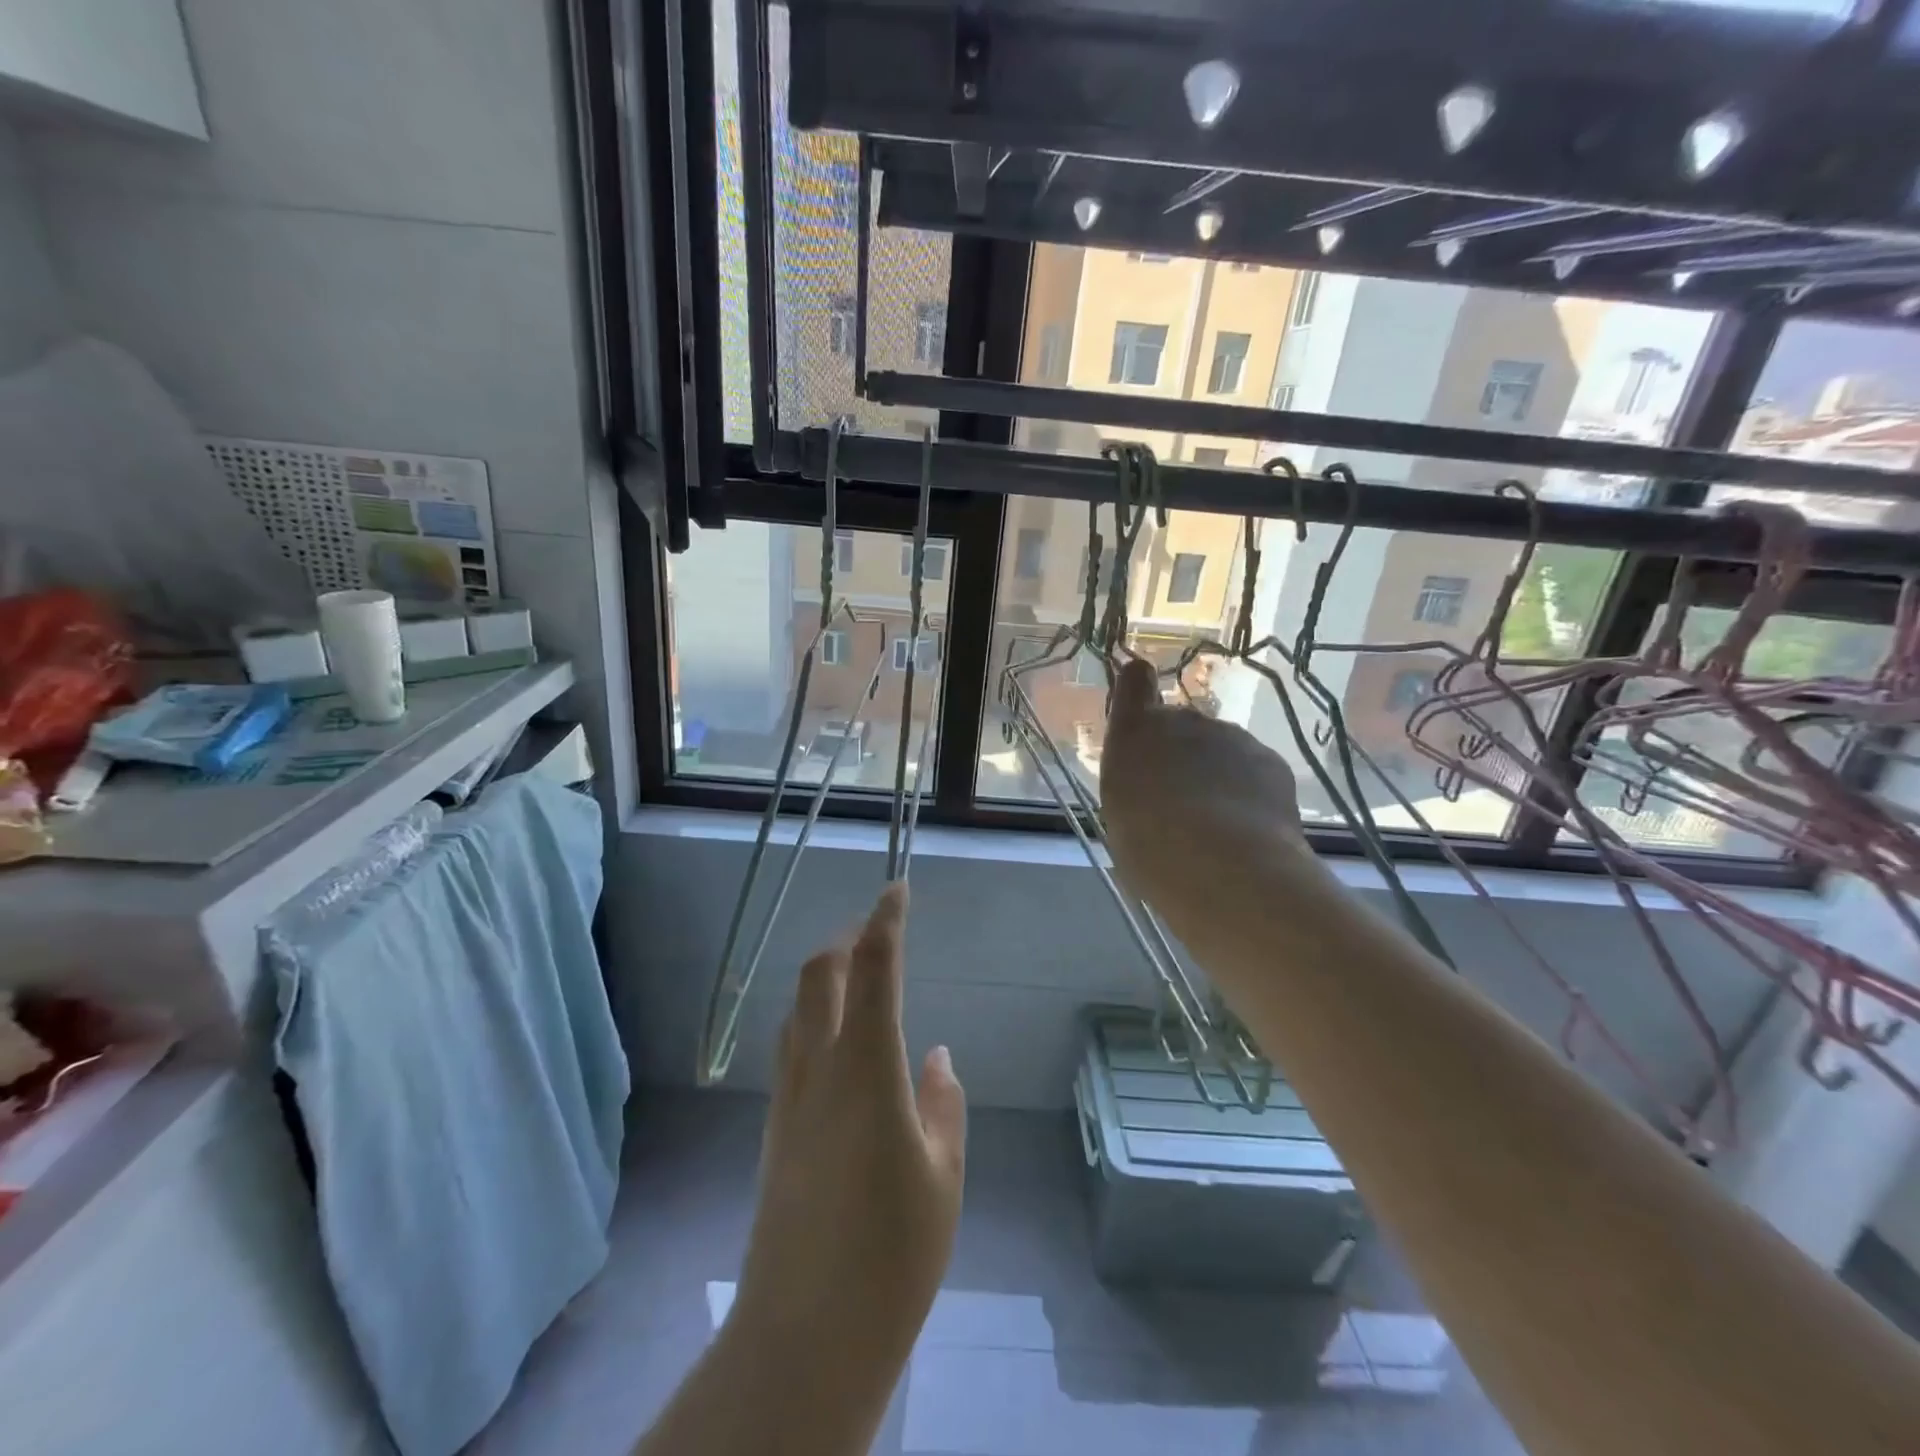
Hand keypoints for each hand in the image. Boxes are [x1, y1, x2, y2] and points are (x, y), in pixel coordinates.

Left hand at [731, 883, 965, 1408]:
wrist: (803, 1335)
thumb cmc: (892, 1253)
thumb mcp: (942, 1176)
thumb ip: (942, 1105)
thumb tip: (935, 1056)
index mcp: (866, 1069)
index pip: (874, 970)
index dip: (885, 921)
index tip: (897, 889)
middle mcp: (819, 1069)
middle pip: (819, 976)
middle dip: (846, 941)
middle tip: (876, 935)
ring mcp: (789, 1098)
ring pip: (798, 1009)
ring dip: (826, 980)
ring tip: (859, 984)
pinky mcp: (775, 1129)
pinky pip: (791, 1048)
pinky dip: (815, 1021)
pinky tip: (840, 1049)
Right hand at [1101, 658, 1305, 908]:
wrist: (1223, 866)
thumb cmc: (1149, 845)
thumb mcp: (1120, 812)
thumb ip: (1133, 781)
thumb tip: (1150, 785)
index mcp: (1136, 732)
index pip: (1134, 681)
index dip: (1137, 687)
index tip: (1138, 704)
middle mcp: (1184, 720)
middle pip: (1179, 726)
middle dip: (1179, 754)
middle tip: (1177, 803)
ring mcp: (1232, 736)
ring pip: (1219, 750)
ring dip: (1215, 775)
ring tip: (1214, 827)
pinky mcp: (1270, 759)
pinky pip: (1252, 770)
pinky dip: (1247, 792)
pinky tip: (1245, 831)